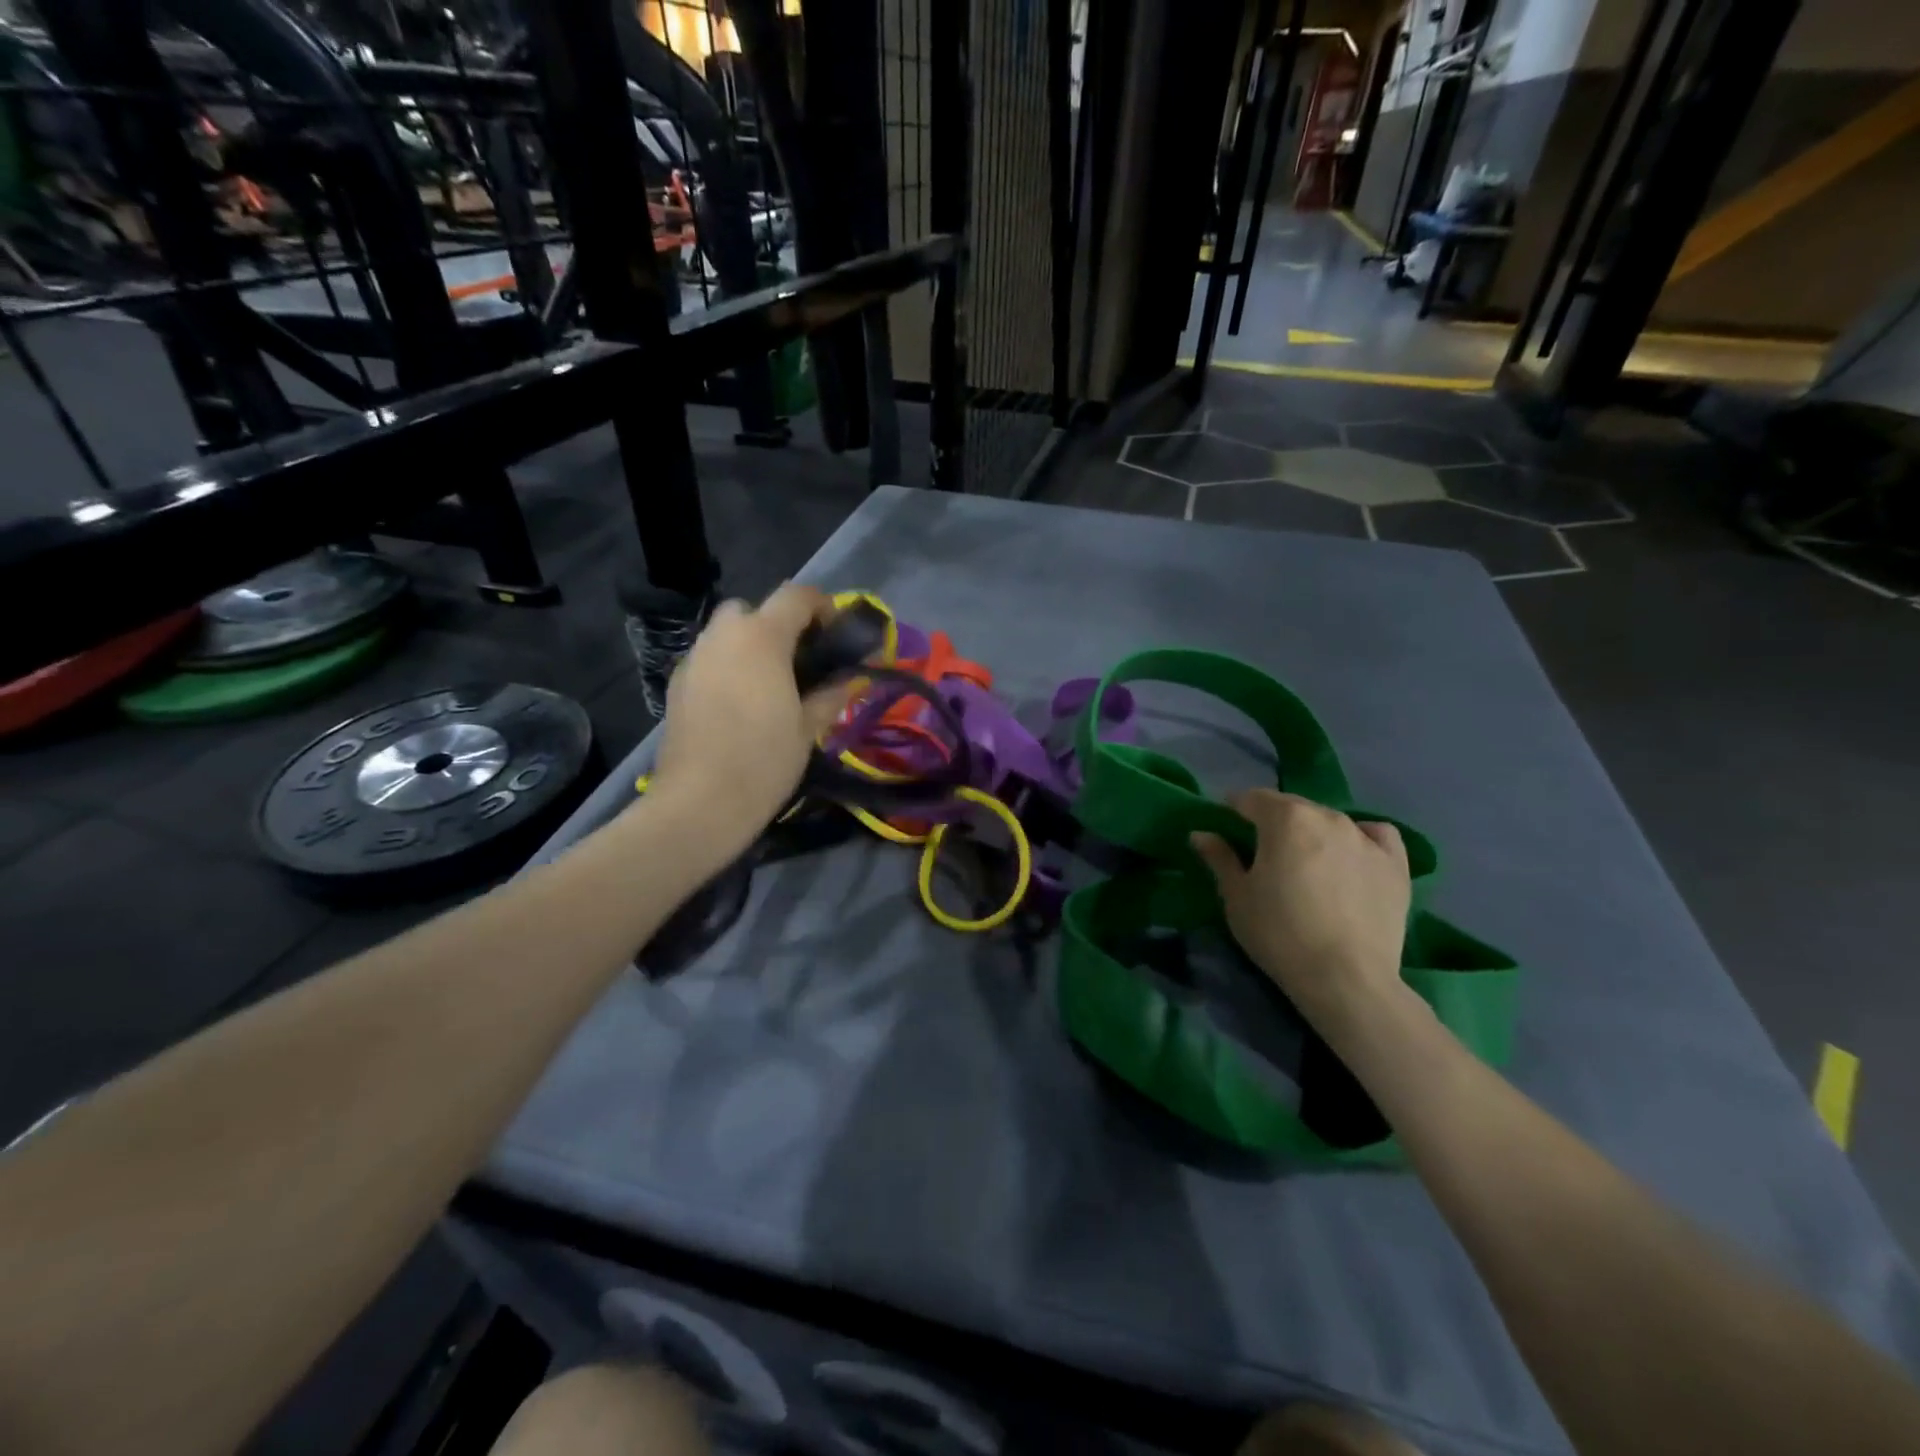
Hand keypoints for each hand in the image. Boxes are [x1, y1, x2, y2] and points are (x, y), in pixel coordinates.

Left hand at [650, 584, 855, 838]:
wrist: (699, 802)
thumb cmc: (764, 760)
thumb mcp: (809, 727)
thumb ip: (832, 693)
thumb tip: (850, 678)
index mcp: (762, 637)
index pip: (797, 595)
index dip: (823, 606)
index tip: (837, 635)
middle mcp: (723, 636)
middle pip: (754, 609)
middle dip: (779, 625)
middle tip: (800, 662)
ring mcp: (695, 658)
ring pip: (726, 634)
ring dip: (751, 646)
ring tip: (770, 686)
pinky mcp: (677, 684)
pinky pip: (709, 660)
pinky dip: (728, 668)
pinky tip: (740, 706)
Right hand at [1191, 790, 1411, 1037]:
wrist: (1345, 979)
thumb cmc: (1279, 933)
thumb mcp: (1236, 896)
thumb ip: (1219, 857)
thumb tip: (1201, 833)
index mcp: (1285, 818)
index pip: (1250, 799)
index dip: (1234, 812)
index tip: (1227, 833)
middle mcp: (1327, 816)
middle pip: (1291, 806)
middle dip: (1273, 821)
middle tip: (1264, 853)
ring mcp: (1365, 837)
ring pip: (1329, 820)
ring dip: (1312, 831)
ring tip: (1307, 863)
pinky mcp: (1395, 863)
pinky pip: (1375, 835)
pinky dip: (1360, 838)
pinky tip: (1351, 856)